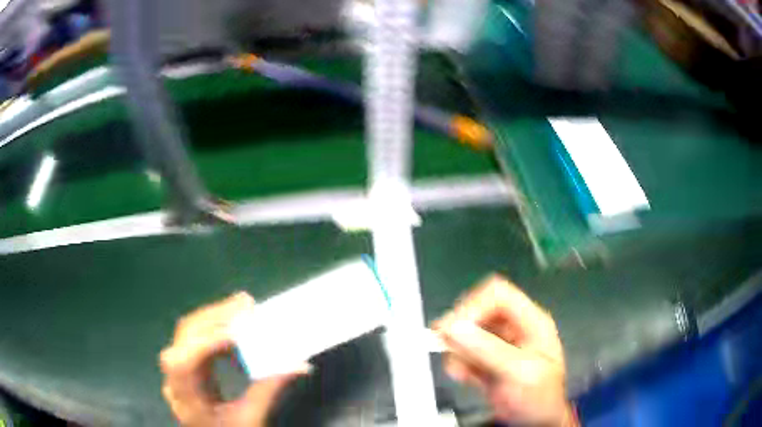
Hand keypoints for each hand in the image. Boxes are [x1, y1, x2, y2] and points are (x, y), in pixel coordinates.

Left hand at [160, 293, 307, 426]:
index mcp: (186, 399)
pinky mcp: (186, 365)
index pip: (184, 362)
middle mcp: (174, 379)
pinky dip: (215, 328)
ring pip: (188, 332)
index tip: (241, 328)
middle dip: (214, 316)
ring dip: (215, 317)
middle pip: (184, 337)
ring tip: (241, 309)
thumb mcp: (251, 419)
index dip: (208, 341)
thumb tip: (298, 364)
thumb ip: (269, 390)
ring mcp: (177, 370)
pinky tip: (233, 328)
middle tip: (246, 303)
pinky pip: (196, 338)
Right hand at [433, 275, 576, 426]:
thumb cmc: (539, 396)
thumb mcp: (519, 372)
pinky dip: (458, 363)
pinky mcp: (486, 361)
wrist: (537, 422)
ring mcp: (499, 345)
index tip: (454, 328)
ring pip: (467, 333)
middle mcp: (513, 328)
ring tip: (461, 371)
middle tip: (446, 346)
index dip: (474, 306)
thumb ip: (488, 350)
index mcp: (530, 322)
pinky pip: (464, 352)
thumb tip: (454, 328)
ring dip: (457, 350)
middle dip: (461, 330)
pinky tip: (465, 376)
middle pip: (479, 311)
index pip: (499, 295)